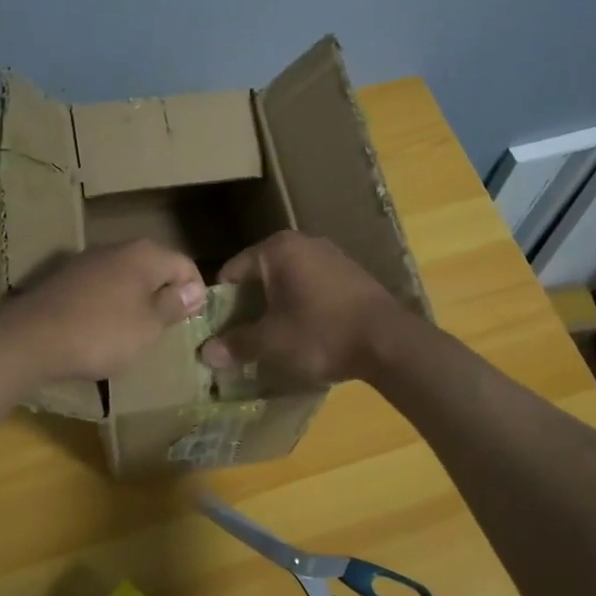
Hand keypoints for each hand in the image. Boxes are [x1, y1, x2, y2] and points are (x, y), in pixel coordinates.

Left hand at [0, 240, 205, 381]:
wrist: (30, 338)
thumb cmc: (102, 333)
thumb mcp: (148, 327)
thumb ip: (173, 306)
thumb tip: (194, 290)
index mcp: (144, 254)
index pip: (184, 264)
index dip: (195, 292)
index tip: (192, 321)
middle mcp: (117, 248)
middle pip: (153, 267)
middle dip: (164, 294)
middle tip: (166, 328)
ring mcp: (86, 260)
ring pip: (125, 277)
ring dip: (135, 300)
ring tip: (135, 332)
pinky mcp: (63, 278)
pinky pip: (99, 287)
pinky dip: (108, 304)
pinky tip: (101, 328)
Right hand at [198, 231, 406, 384]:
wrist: (389, 342)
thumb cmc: (321, 333)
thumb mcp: (272, 342)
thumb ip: (236, 344)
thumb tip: (205, 353)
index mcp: (277, 249)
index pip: (232, 271)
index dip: (220, 303)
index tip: (217, 330)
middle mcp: (303, 242)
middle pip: (260, 275)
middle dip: (249, 305)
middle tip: (241, 337)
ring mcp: (330, 255)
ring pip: (288, 281)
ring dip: (276, 307)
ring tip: (271, 338)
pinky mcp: (351, 274)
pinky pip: (312, 287)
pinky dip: (301, 305)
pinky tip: (304, 332)